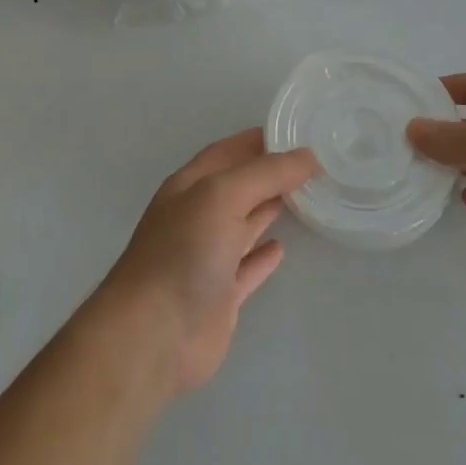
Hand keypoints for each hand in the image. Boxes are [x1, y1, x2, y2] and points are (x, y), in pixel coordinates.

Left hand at [93, 130, 318, 397]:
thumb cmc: (184, 251)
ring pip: (242, 225)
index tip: (293, 132)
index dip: (255, 141)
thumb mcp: (222, 196)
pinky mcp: (219, 295)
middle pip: (236, 187)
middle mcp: (196, 217)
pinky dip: (262, 257)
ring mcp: (206, 258)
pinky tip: (281, 248)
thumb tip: (309, 156)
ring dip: (267, 210)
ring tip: (304, 197)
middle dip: (267, 174)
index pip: (225, 153)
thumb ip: (266, 173)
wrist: (155, 332)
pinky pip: (246, 268)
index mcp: (188, 187)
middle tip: (310, 164)